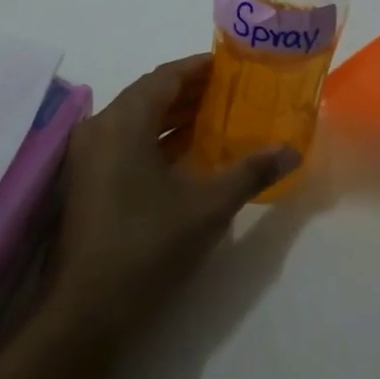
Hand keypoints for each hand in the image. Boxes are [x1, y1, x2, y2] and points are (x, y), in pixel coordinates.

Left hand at [46, 57, 297, 343]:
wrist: (87, 311)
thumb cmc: (148, 245)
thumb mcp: (207, 206)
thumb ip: (250, 172)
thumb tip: (292, 151)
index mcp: (123, 121)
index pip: (165, 77)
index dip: (200, 68)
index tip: (234, 67)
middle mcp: (100, 128)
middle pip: (150, 95)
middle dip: (192, 92)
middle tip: (234, 92)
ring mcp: (88, 157)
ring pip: (137, 121)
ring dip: (175, 117)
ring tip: (219, 119)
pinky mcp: (88, 182)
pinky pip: (127, 143)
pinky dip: (158, 141)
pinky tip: (190, 154)